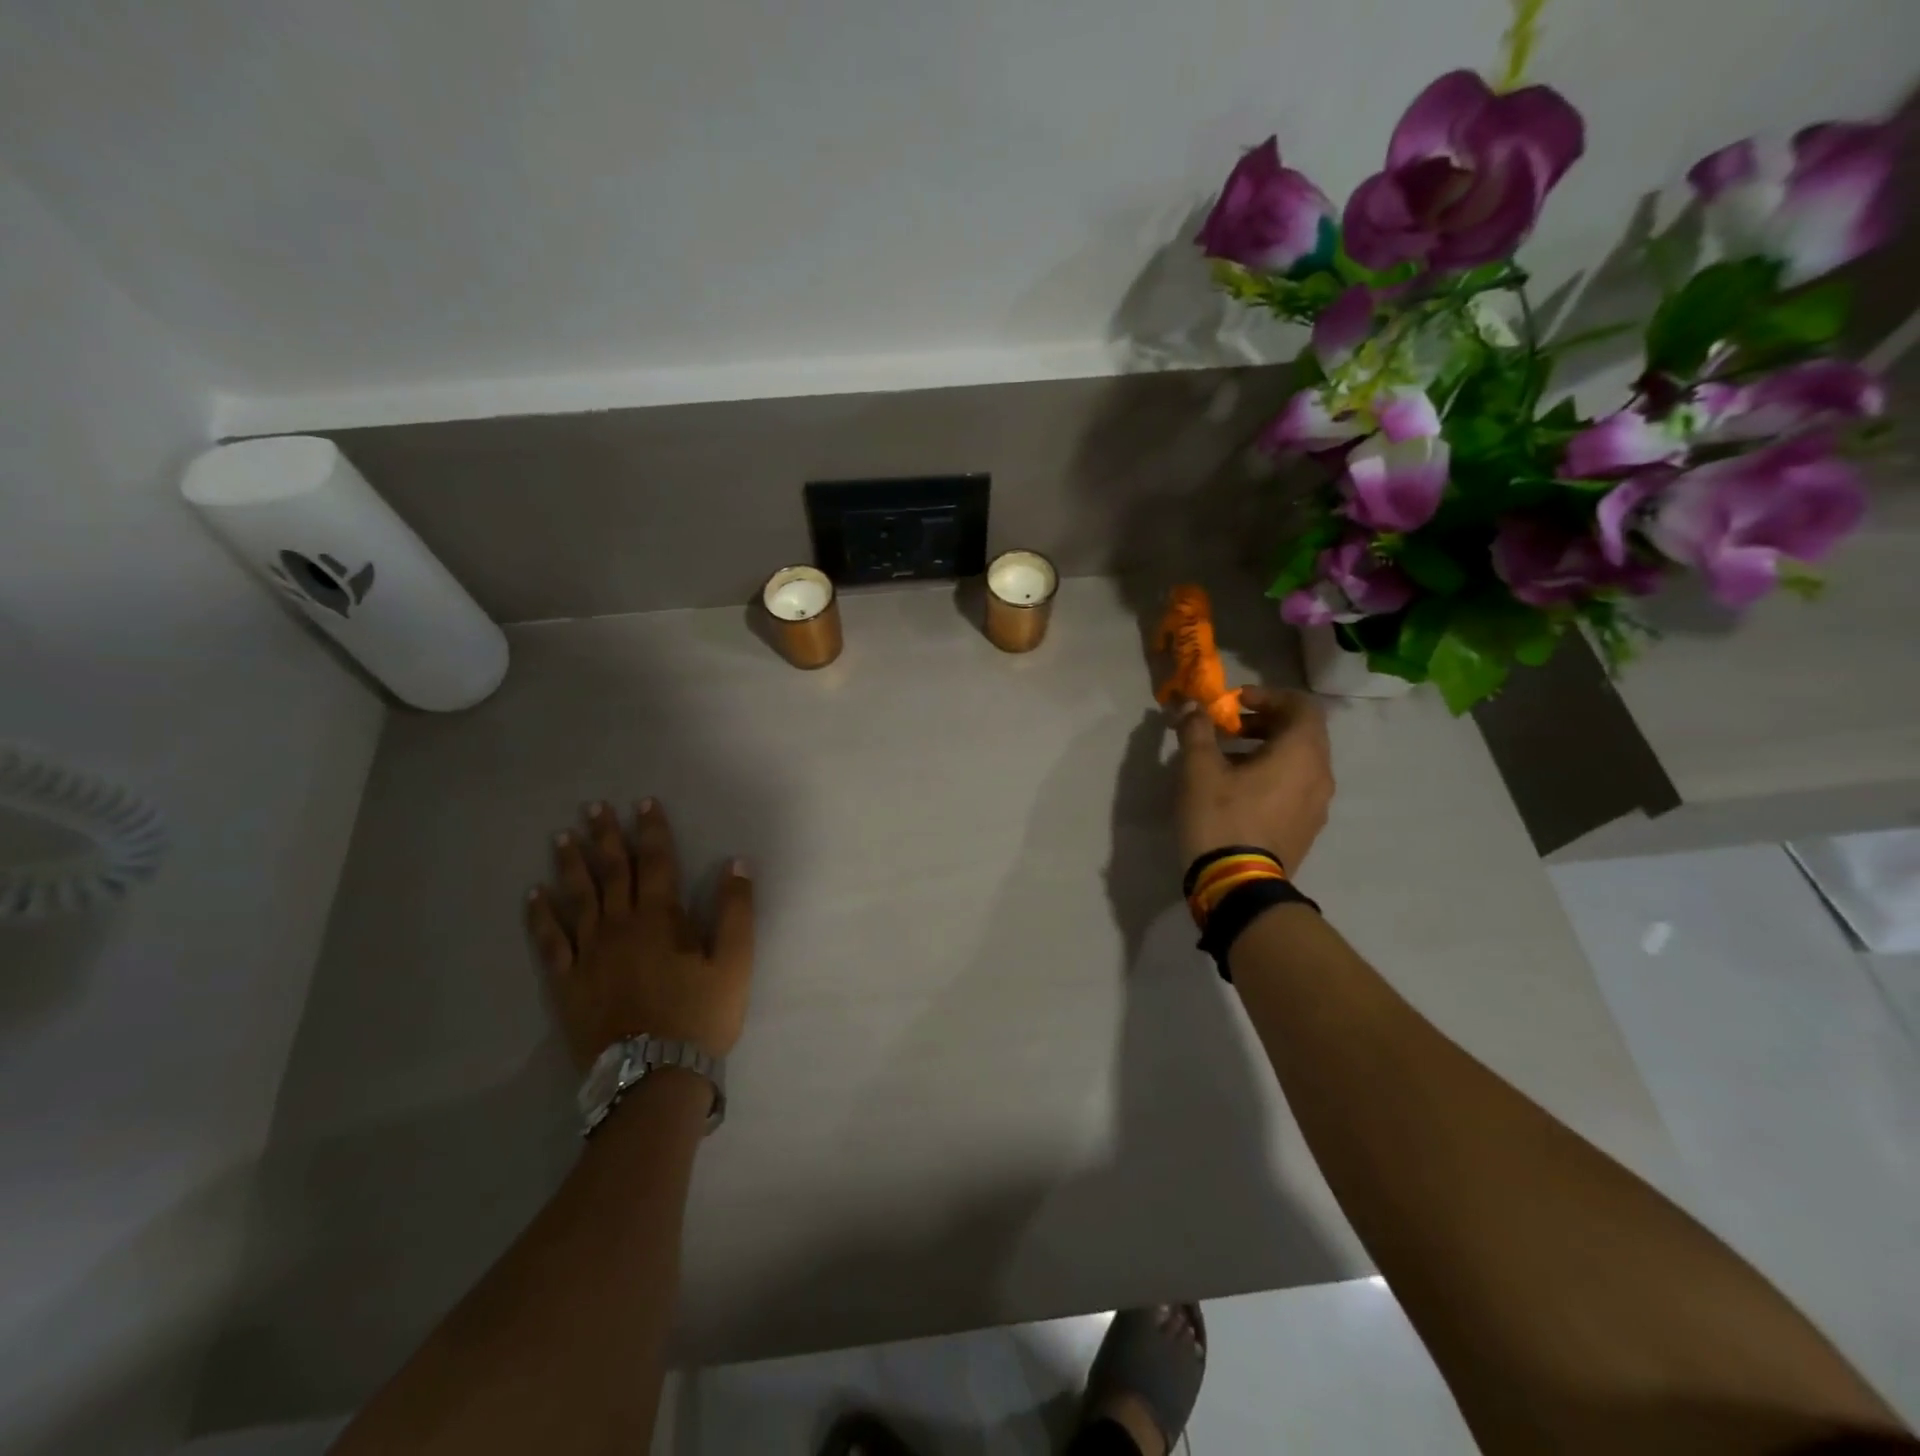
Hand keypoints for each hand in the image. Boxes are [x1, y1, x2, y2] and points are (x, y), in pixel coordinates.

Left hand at [526, 799, 754, 1070]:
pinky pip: (549, 942)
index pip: (655, 861)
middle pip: (612, 871)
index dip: (651, 829)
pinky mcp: (567, 982)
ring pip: (577, 898)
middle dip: (605, 836)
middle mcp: (619, 925)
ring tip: (562, 837)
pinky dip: (540, 916)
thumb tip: (736, 863)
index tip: (643, 802)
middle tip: (594, 807)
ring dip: (570, 865)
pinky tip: (534, 896)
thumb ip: (736, 910)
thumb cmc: (701, 1015)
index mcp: (660, 918)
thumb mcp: (735, 962)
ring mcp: (588, 953)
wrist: (655, 1075)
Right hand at [1175, 687, 1334, 874]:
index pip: (1302, 706)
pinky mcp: (1307, 828)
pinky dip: (1274, 774)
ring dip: (1268, 749)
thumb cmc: (1221, 818)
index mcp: (1301, 753)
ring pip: (1300, 761)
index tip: (1235, 702)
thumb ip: (1197, 731)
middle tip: (1229, 727)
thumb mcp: (1199, 769)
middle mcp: (1319, 774)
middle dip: (1265, 722)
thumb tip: (1191, 707)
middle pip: (1302, 732)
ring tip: (1228, 758)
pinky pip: (1296, 786)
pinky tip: (1239, 789)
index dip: (1268, 696)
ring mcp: (1317, 805)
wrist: (1238, 885)